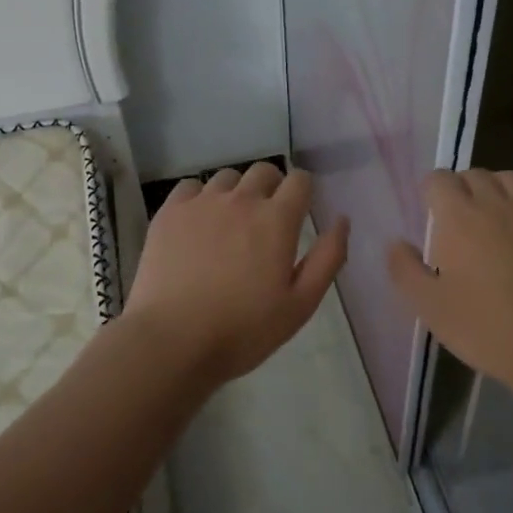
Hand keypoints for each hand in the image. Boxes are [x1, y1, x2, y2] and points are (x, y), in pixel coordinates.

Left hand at [125, 163, 348, 384]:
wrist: (173, 340)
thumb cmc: (243, 330)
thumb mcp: (300, 304)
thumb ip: (327, 258)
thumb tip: (342, 220)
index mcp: (277, 220)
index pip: (299, 180)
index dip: (303, 191)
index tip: (299, 211)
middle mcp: (241, 200)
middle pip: (264, 171)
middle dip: (272, 187)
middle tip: (266, 221)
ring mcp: (202, 202)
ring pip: (227, 177)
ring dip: (237, 192)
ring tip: (230, 224)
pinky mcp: (170, 212)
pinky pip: (191, 187)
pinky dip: (200, 198)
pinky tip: (198, 224)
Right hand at [388, 169, 512, 398]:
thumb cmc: (485, 326)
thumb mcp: (429, 306)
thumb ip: (405, 269)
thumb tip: (396, 243)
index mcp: (458, 216)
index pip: (439, 179)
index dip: (431, 190)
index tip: (430, 210)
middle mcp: (496, 203)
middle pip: (474, 174)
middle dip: (461, 187)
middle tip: (458, 217)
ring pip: (509, 179)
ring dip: (495, 189)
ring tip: (492, 216)